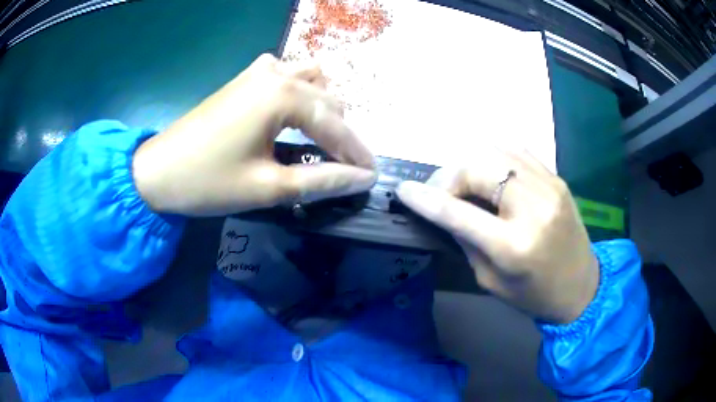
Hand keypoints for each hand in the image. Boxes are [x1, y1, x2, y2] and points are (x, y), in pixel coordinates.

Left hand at [132, 54, 375, 216]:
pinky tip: (293, 112)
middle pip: (329, 99)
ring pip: (312, 79)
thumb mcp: (268, 188)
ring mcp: (259, 70)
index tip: (372, 176)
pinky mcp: (246, 77)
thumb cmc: (208, 182)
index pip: (335, 125)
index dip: (356, 154)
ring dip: (324, 107)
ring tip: (322, 138)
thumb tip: (363, 180)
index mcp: (283, 95)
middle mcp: (277, 73)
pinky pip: (288, 73)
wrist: (158, 171)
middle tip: (345, 167)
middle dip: (342, 134)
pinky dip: (301, 91)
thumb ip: (321, 181)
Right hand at [396, 149, 598, 322]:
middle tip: (442, 192)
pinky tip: (489, 174)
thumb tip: (443, 210)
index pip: (458, 212)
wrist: (581, 286)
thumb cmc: (534, 296)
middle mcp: (533, 208)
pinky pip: (516, 150)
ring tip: (465, 183)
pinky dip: (494, 157)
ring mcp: (548, 186)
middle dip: (450, 176)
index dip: (425, 199)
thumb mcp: (490, 280)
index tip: (403, 190)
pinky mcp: (556, 178)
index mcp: (514, 246)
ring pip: (495, 150)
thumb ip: (466, 240)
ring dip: (470, 164)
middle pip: (477, 168)